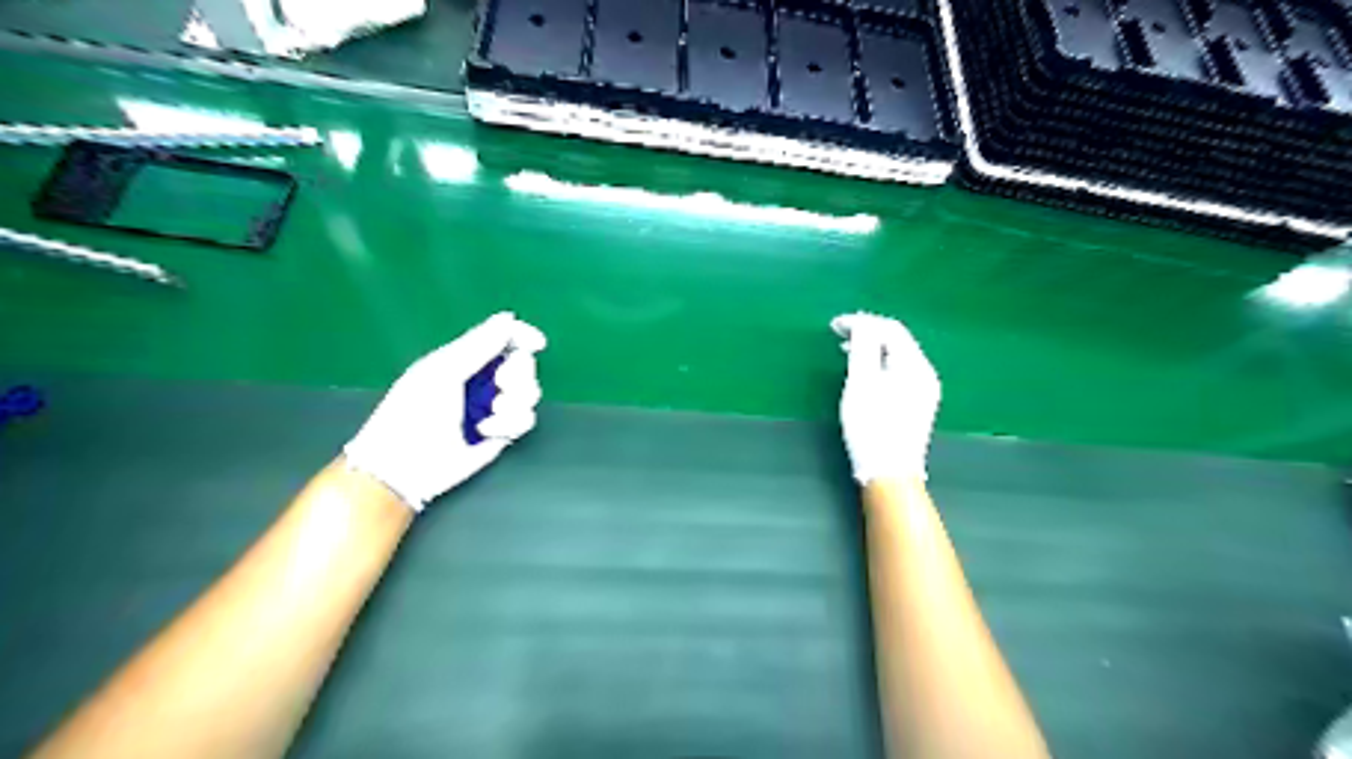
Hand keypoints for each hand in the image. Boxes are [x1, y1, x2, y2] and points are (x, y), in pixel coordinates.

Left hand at [345, 312, 545, 513]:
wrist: (406, 465)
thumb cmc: (414, 412)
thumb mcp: (443, 371)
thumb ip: (478, 344)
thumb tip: (509, 317)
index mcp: (465, 359)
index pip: (503, 338)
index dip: (522, 336)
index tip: (537, 343)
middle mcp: (483, 380)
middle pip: (523, 365)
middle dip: (517, 374)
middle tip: (500, 384)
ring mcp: (494, 407)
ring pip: (530, 392)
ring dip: (516, 401)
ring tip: (493, 413)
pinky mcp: (503, 432)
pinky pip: (526, 419)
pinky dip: (511, 423)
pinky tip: (487, 430)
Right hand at [831, 311, 935, 481]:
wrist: (890, 473)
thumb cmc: (871, 426)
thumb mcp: (861, 382)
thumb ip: (862, 347)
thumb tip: (862, 323)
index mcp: (915, 365)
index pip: (890, 329)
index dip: (862, 322)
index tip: (834, 326)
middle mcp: (925, 374)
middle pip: (897, 340)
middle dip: (868, 332)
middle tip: (839, 334)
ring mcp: (924, 391)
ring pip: (897, 356)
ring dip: (873, 348)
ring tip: (847, 350)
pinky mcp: (917, 404)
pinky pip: (898, 371)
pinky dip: (880, 364)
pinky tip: (864, 373)